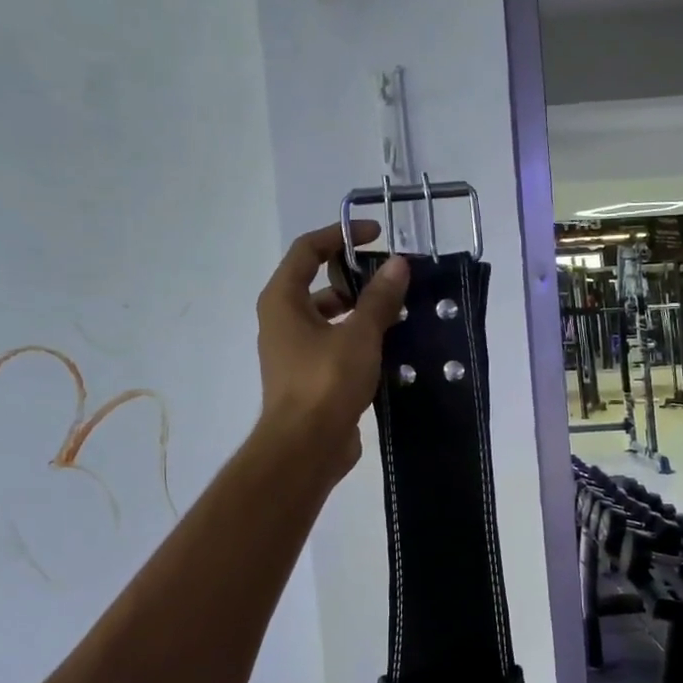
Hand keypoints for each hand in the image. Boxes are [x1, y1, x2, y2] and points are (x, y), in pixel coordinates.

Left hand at [255, 219, 408, 478]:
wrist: (305, 447)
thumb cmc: (325, 382)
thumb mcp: (359, 334)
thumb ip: (379, 298)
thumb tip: (398, 264)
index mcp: (283, 300)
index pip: (307, 249)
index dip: (340, 235)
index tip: (376, 235)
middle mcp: (282, 321)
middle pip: (318, 282)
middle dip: (355, 276)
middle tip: (392, 278)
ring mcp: (294, 351)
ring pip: (329, 317)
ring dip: (361, 311)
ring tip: (399, 311)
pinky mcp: (310, 377)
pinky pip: (335, 345)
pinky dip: (359, 339)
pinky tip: (391, 346)